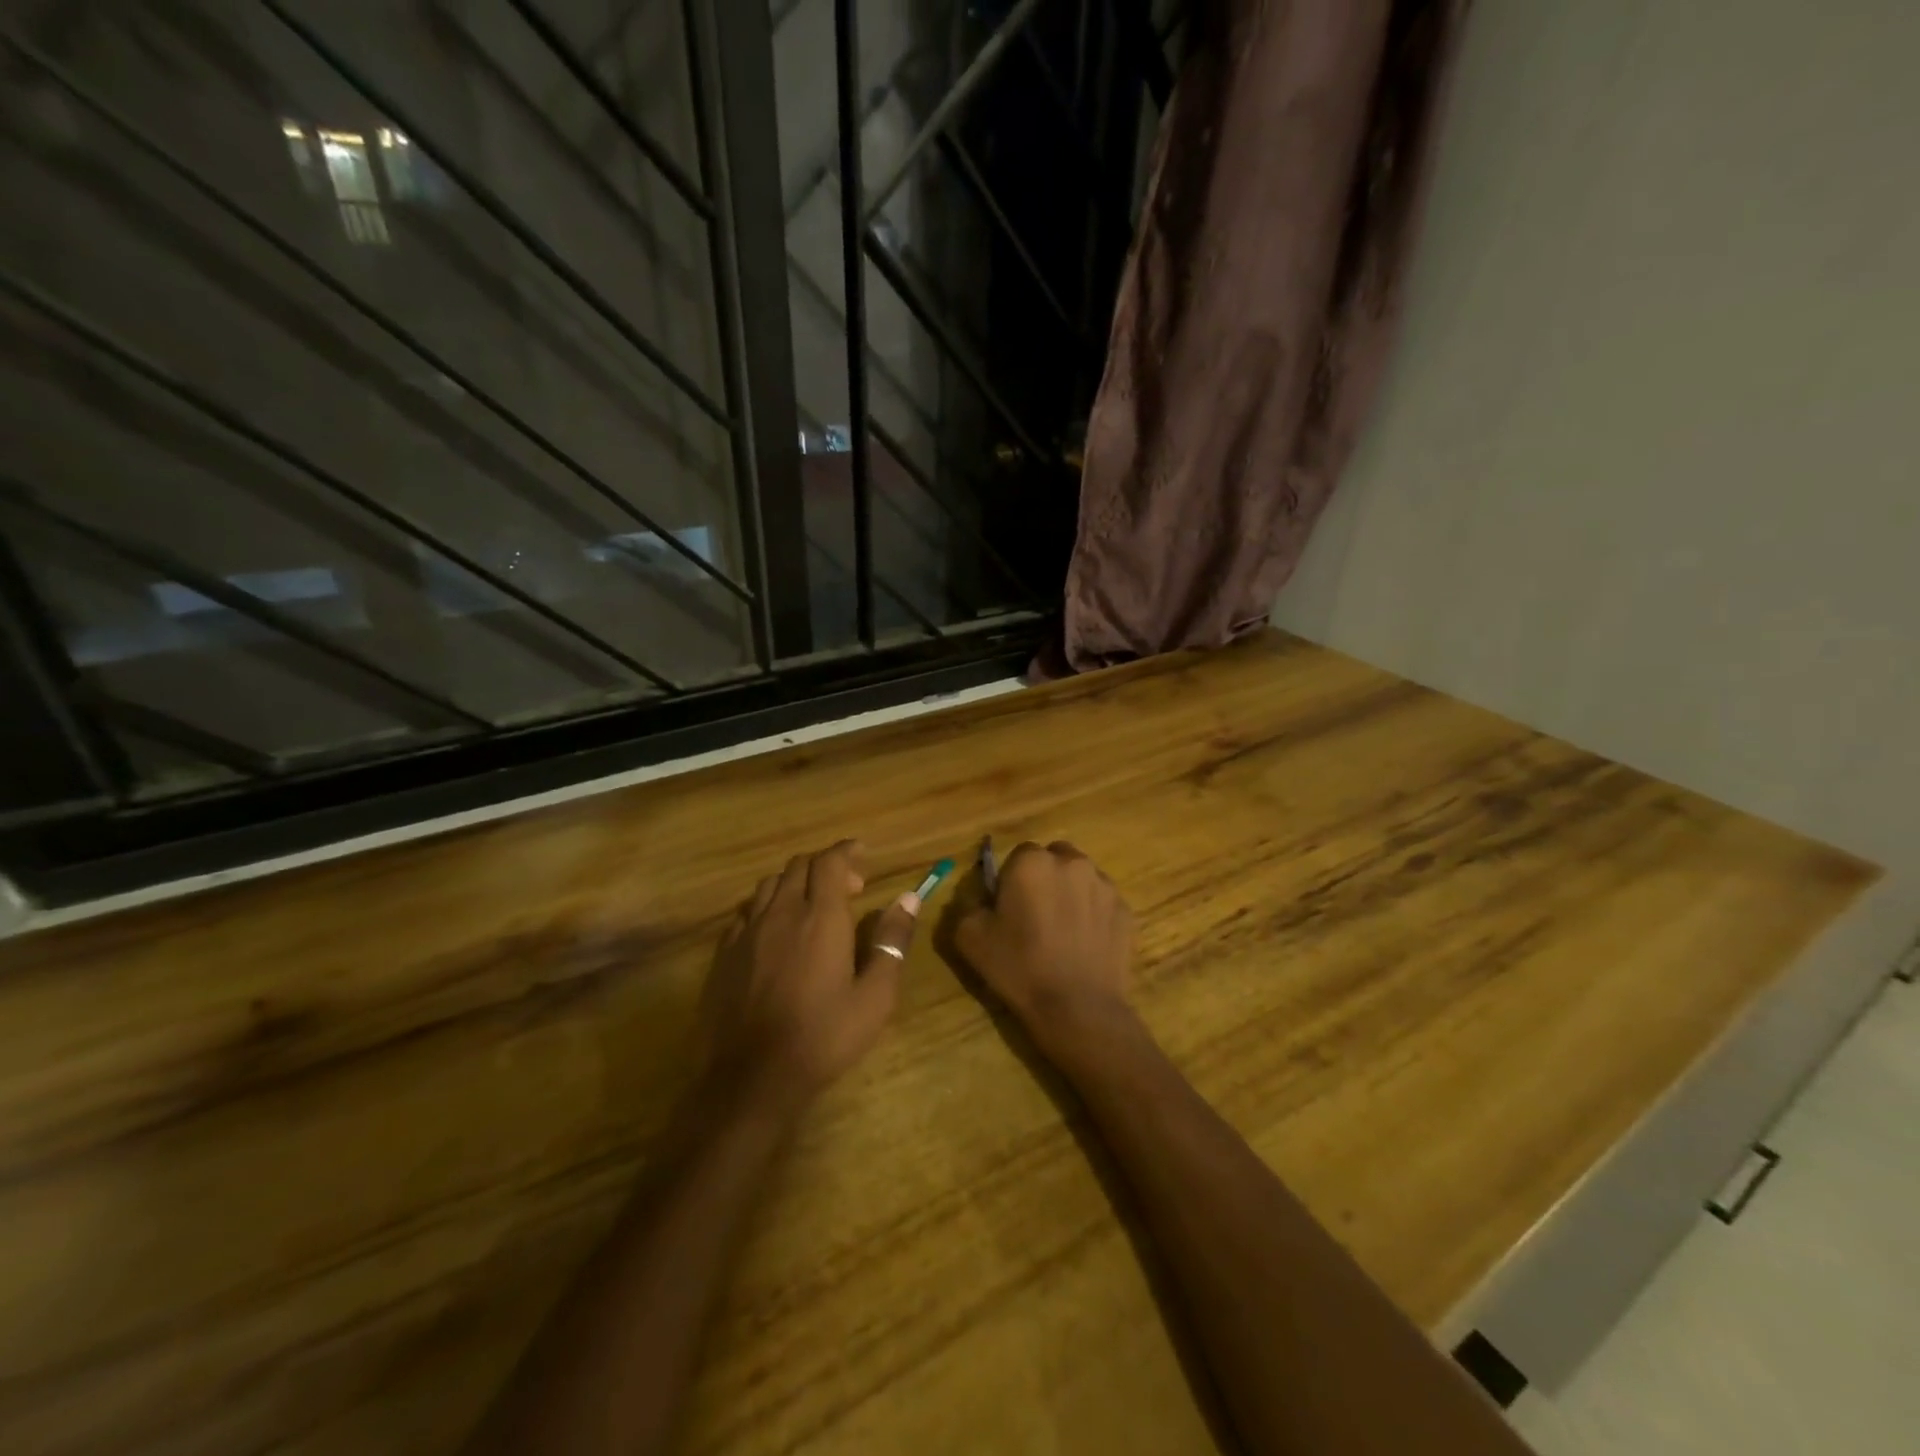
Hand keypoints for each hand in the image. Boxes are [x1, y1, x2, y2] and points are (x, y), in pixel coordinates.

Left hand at [701, 840, 916, 1115]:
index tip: (862, 852)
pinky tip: (776, 931)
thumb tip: (909, 898)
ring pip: (770, 885)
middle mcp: (782, 913)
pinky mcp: (724, 953)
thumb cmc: (823, 1037)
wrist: (751, 1077)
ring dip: (795, 882)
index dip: (846, 851)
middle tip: (849, 888)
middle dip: (825, 866)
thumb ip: (892, 942)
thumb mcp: (875, 996)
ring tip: (813, 904)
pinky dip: (768, 906)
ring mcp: (747, 932)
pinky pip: (747, 911)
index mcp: (821, 918)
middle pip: (799, 866)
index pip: (830, 862)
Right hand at [954, 841, 1133, 1049]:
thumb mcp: (969, 937)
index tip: (1009, 906)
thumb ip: (969, 905)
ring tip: (1063, 930)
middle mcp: (1072, 862)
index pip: (1018, 854)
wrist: (1077, 1008)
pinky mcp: (1126, 909)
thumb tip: (982, 898)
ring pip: (1081, 877)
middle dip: (1045, 877)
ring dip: (1070, 892)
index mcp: (1031, 862)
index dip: (1012, 879)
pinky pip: (1103, 902)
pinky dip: (1093, 913)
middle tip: (1035, 914)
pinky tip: (1085, 944)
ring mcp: (1104, 884)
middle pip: (1054, 858)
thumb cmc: (1019, 968)